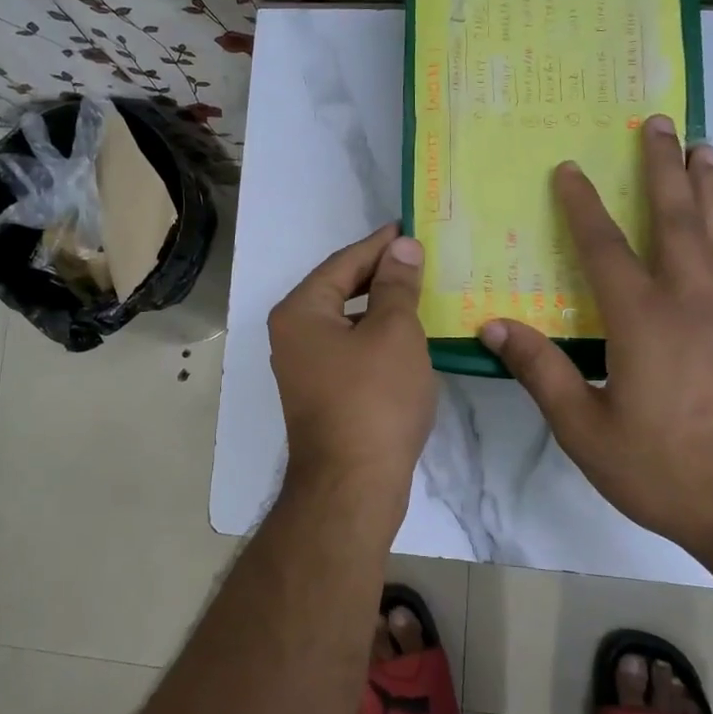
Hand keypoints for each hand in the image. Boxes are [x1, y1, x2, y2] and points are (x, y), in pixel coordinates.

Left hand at [268, 224, 436, 501]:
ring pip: (346, 322)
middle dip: (380, 274)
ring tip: (419, 292)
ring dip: (380, 307)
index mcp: (300, 311)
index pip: (343, 262)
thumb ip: (397, 285)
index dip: (379, 244)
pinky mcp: (321, 395)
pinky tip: (407, 338)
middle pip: (339, 290)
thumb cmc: (374, 399)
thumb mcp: (394, 332)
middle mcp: (292, 335)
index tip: (410, 228)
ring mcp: (304, 368)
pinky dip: (376, 338)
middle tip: (420, 258)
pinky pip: (350, 350)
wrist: (353, 484)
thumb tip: (401, 247)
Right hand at [479, 118, 712, 559]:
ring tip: (704, 148)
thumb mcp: (586, 431)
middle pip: (677, 221)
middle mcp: (691, 304)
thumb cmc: (665, 471)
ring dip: (706, 188)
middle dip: (664, 168)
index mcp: (645, 322)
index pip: (607, 249)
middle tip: (660, 122)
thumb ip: (542, 373)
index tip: (569, 169)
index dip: (584, 206)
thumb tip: (495, 326)